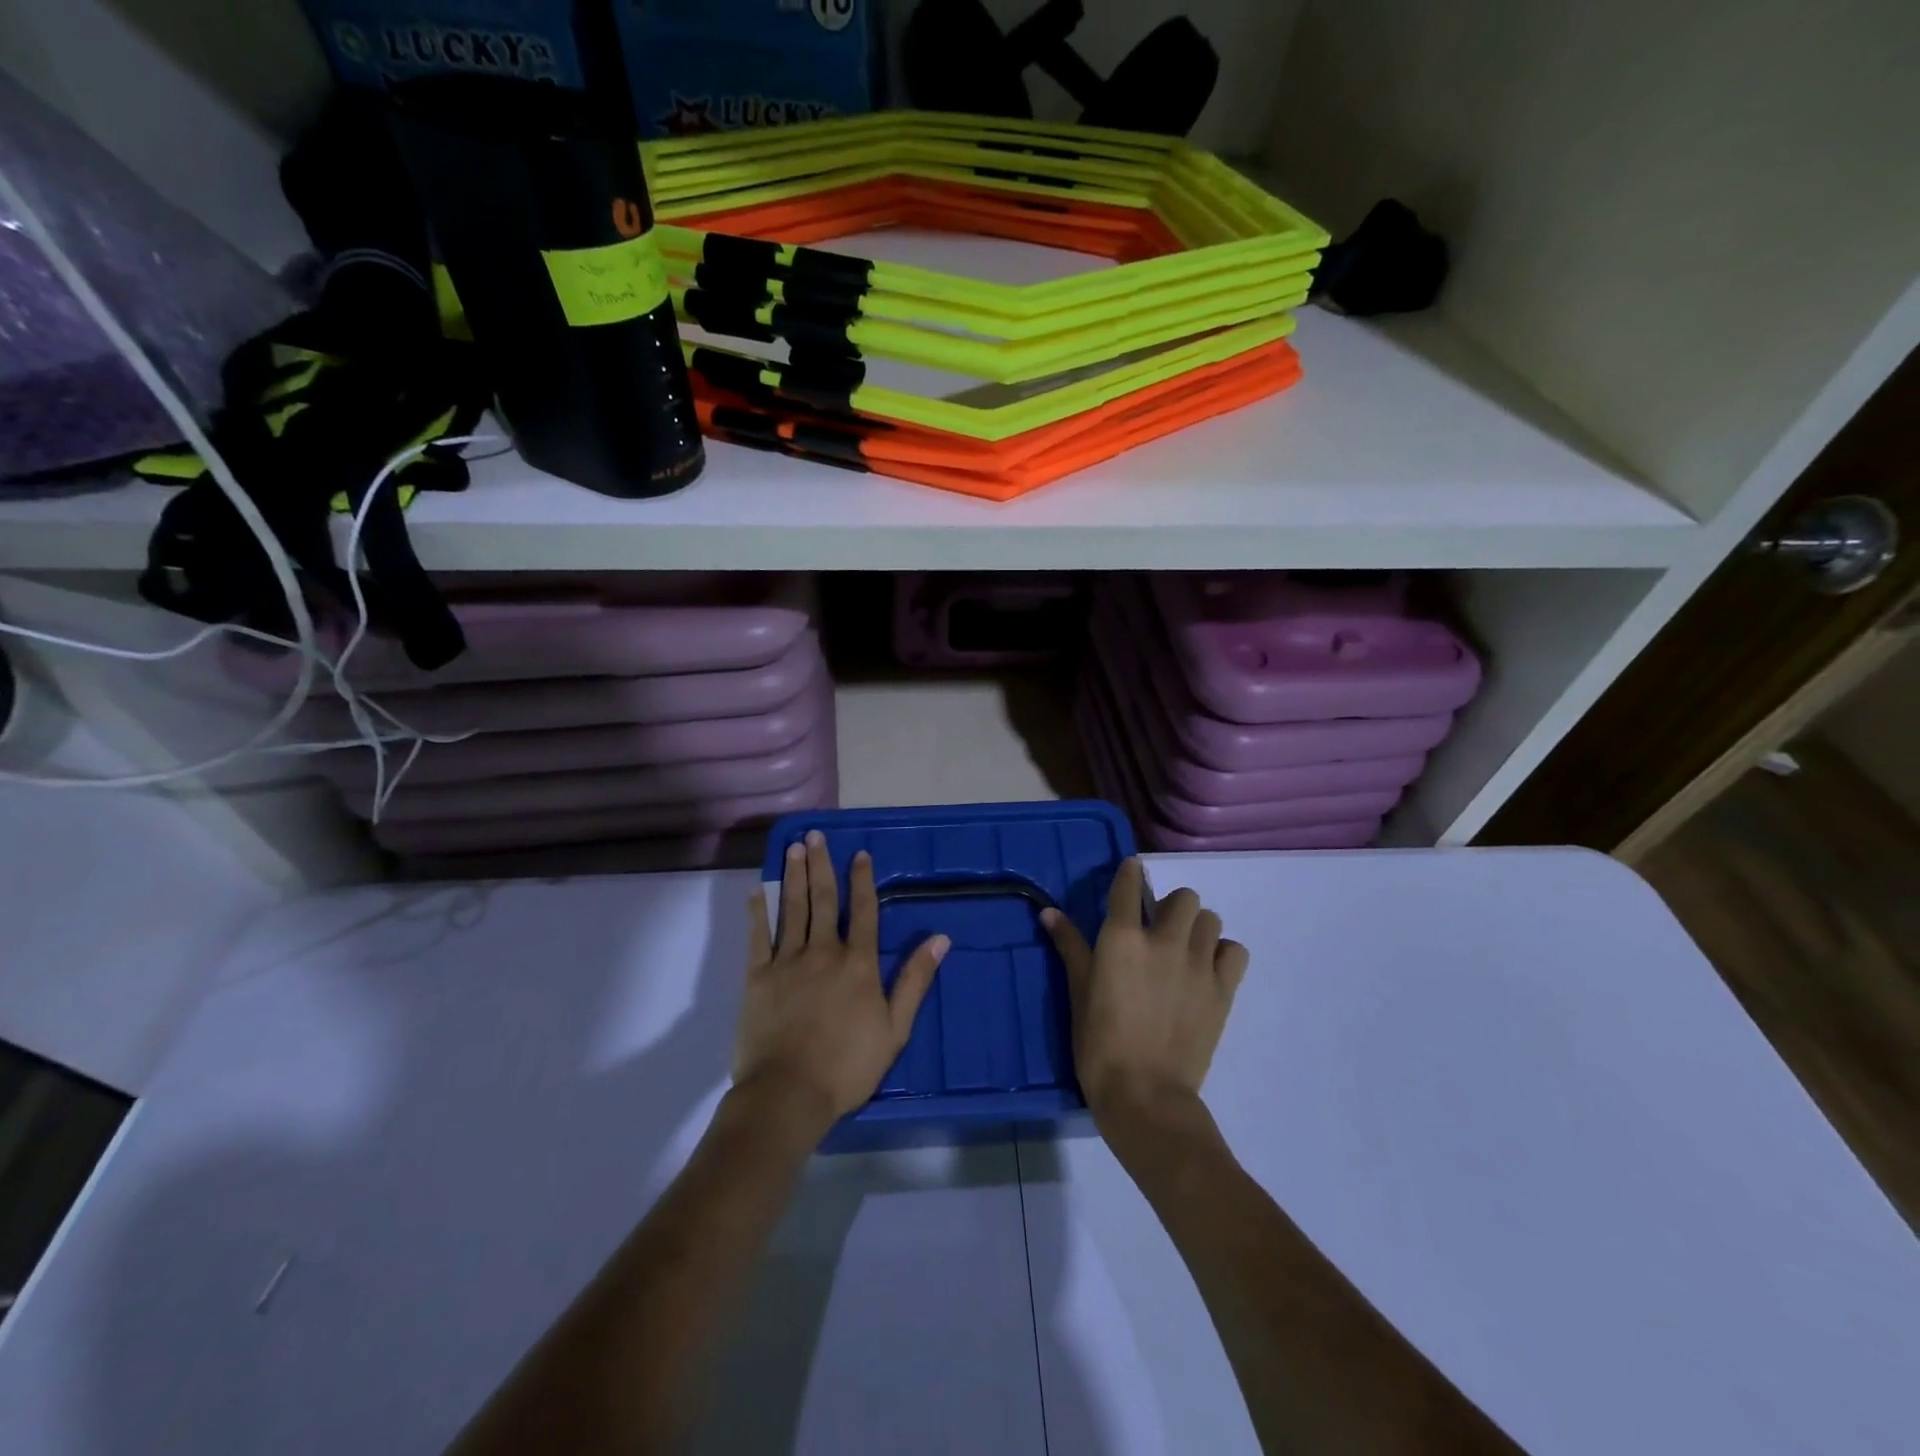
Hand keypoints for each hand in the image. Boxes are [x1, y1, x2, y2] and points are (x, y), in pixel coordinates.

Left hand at [735, 830, 949, 1133]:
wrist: (789, 1093)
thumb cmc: (848, 1065)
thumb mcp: (896, 1027)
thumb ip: (915, 980)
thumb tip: (940, 938)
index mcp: (858, 963)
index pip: (863, 911)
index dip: (862, 880)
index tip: (860, 854)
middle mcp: (823, 951)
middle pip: (824, 900)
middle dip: (821, 865)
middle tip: (816, 836)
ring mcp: (787, 961)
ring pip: (792, 909)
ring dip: (793, 877)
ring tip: (794, 848)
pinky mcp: (758, 977)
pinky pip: (758, 937)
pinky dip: (758, 913)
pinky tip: (756, 892)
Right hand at [1041, 858, 1247, 1129]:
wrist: (1145, 1095)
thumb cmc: (1099, 1044)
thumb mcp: (1078, 991)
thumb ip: (1069, 946)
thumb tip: (1049, 912)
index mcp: (1123, 937)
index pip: (1130, 883)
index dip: (1131, 873)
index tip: (1130, 874)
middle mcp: (1165, 940)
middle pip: (1183, 896)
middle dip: (1170, 907)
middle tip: (1157, 931)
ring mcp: (1199, 964)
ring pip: (1210, 919)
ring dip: (1196, 928)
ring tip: (1183, 952)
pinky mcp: (1223, 990)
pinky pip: (1234, 951)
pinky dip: (1222, 953)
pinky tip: (1207, 970)